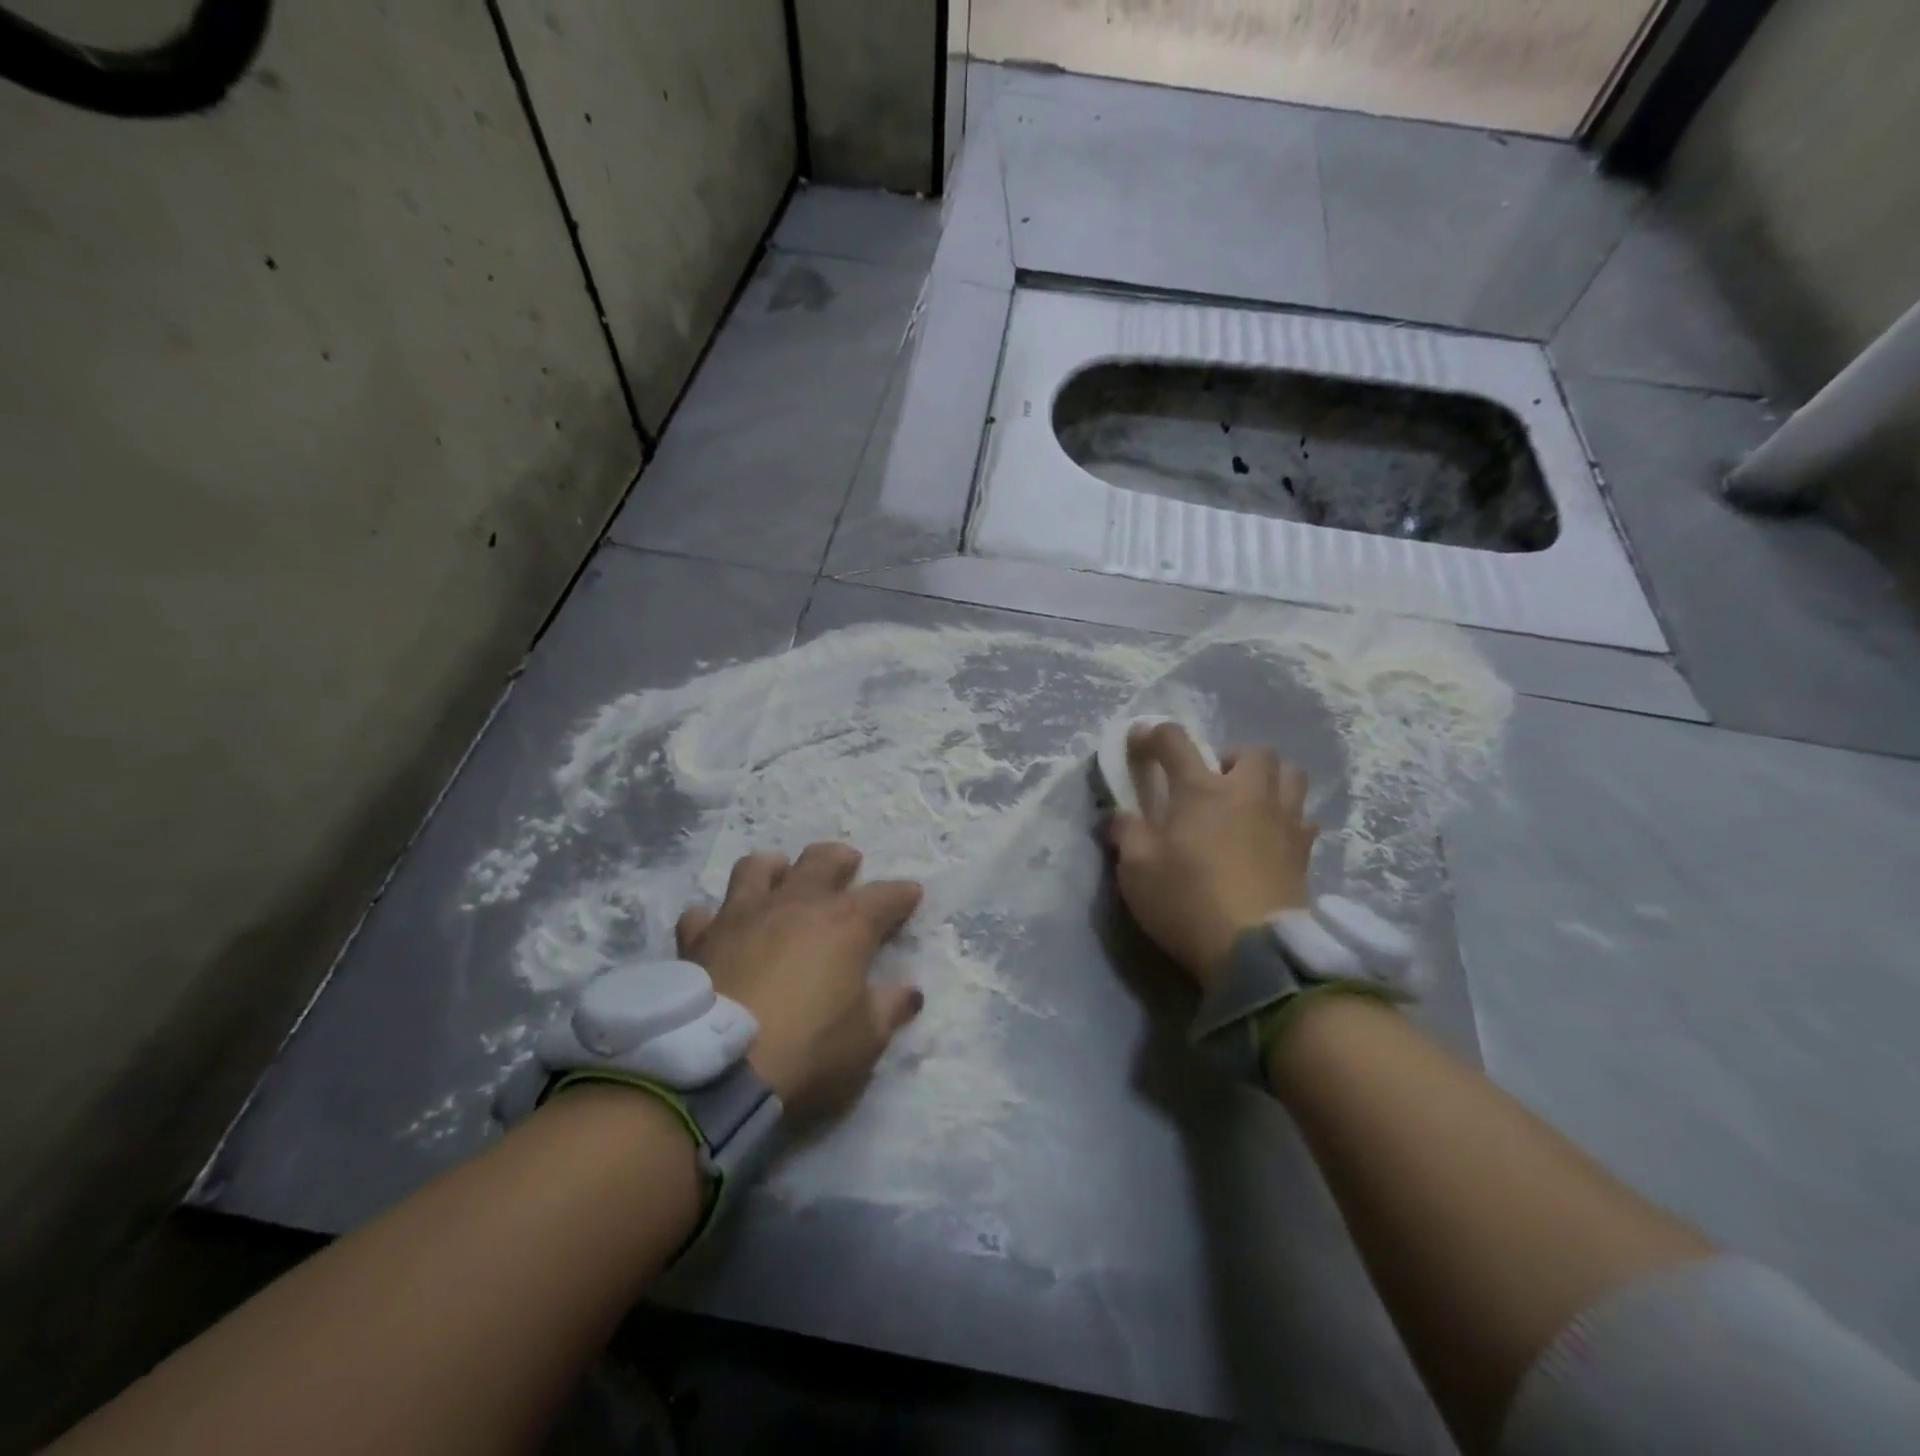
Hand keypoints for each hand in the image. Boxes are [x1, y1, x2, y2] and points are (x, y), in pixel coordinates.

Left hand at [676, 842, 923, 1119]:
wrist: (720, 1068)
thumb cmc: (809, 1050)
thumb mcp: (867, 1040)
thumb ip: (890, 1008)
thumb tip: (910, 991)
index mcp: (845, 924)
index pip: (885, 896)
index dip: (902, 894)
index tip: (912, 894)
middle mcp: (795, 905)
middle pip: (821, 860)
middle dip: (840, 859)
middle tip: (847, 865)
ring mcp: (743, 916)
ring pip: (757, 868)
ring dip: (773, 869)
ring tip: (780, 878)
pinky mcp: (700, 940)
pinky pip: (702, 914)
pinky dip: (713, 917)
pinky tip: (718, 928)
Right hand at [1106, 723, 1318, 986]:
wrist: (1254, 950)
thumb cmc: (1186, 900)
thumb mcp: (1136, 869)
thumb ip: (1126, 833)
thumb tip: (1119, 815)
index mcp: (1201, 790)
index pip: (1174, 741)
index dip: (1152, 734)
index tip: (1139, 741)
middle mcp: (1247, 793)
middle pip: (1250, 751)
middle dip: (1228, 757)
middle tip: (1210, 783)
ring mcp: (1283, 820)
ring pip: (1289, 774)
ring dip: (1267, 778)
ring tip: (1247, 802)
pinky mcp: (1304, 850)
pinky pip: (1303, 816)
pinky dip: (1288, 817)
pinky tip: (1272, 836)